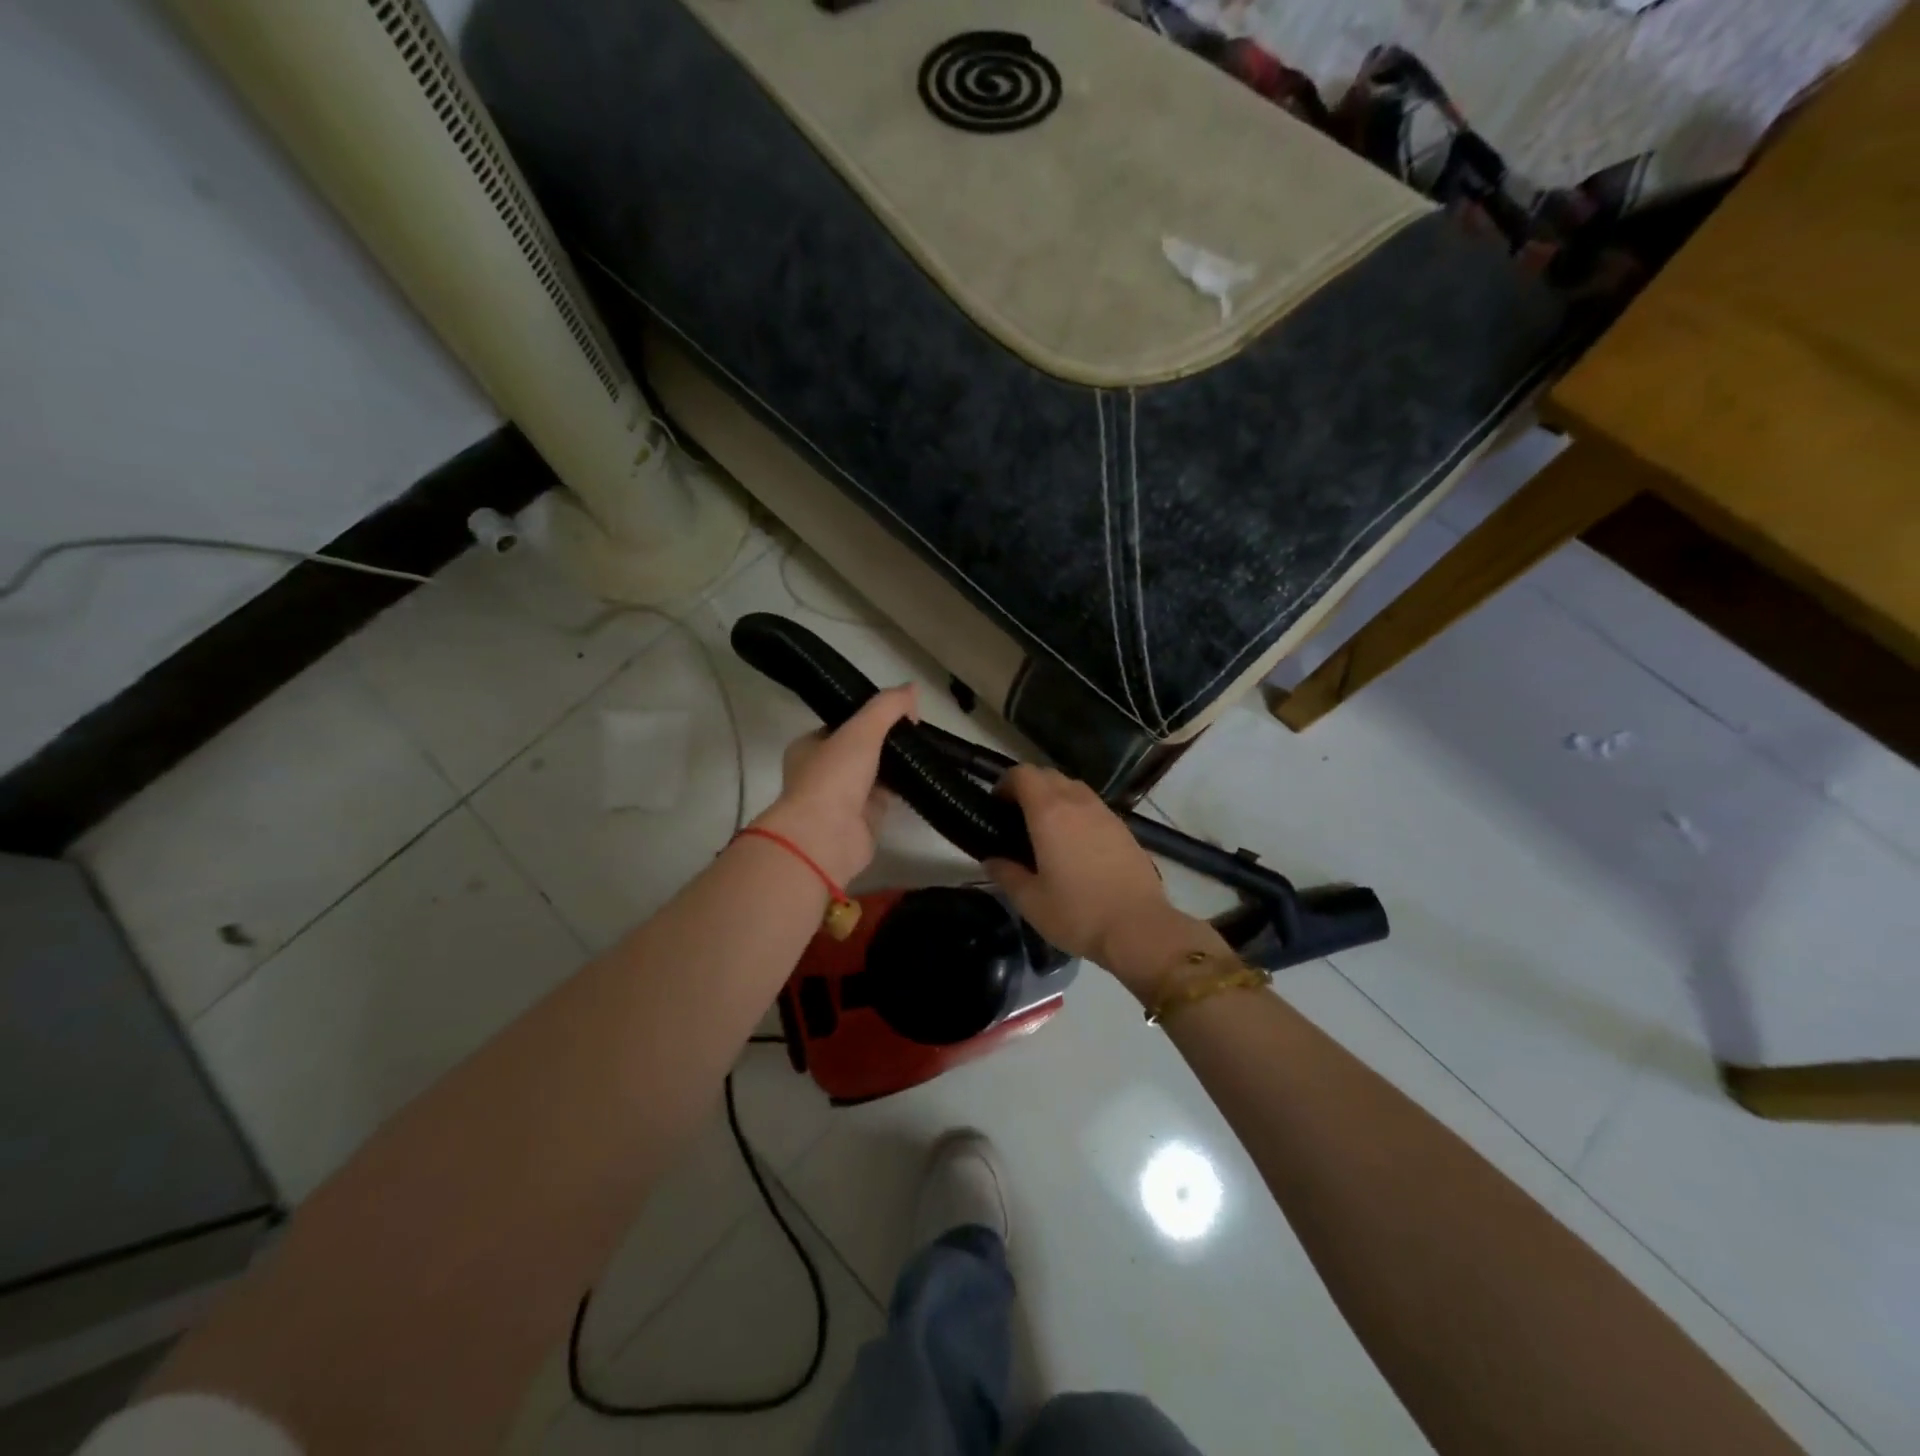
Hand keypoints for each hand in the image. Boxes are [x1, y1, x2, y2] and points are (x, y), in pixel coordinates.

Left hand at [752, 685, 916, 884]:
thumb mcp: (861, 730)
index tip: (900, 712)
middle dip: (887, 742)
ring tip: (925, 751)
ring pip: (875, 775)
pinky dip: (902, 790)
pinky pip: (886, 799)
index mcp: (809, 747)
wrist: (826, 838)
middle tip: (916, 732)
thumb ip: (887, 706)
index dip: (870, 715)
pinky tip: (923, 777)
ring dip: (896, 766)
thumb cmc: (834, 777)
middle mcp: (822, 772)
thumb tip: (912, 688)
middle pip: (861, 750)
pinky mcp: (862, 822)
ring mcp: (842, 799)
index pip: (842, 724)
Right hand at [984, 766, 1192, 984]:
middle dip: (1029, 787)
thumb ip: (1006, 874)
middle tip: (1017, 818)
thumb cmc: (1077, 913)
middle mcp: (1077, 802)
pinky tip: (1075, 844)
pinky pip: (1093, 805)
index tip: (997, 806)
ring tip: (1047, 829)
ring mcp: (1104, 813)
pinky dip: (1077, 812)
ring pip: (1074, 787)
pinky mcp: (1123, 828)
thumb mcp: (1030, 901)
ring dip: (1055, 796)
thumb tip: (991, 860)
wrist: (1139, 927)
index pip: (1023, 774)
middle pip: (1048, 775)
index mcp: (1049, 813)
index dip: (1005, 783)